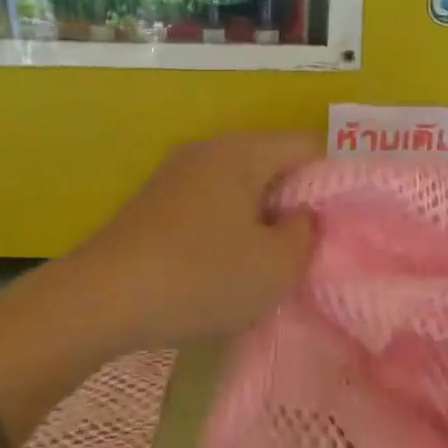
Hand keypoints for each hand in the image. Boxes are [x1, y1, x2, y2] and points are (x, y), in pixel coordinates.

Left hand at [56, 133, 322, 347]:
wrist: (102, 300)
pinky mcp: (154, 205)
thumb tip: (298, 217)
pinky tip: (227, 266)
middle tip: (312, 247)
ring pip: (240, 188)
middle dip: (297, 203)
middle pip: (272, 165)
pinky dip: (229, 229)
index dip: (335, 181)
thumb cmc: (202, 276)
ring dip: (262, 220)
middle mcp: (208, 151)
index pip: (308, 147)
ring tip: (273, 261)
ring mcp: (176, 176)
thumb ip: (305, 234)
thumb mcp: (275, 266)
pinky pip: (210, 206)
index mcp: (242, 152)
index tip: (345, 222)